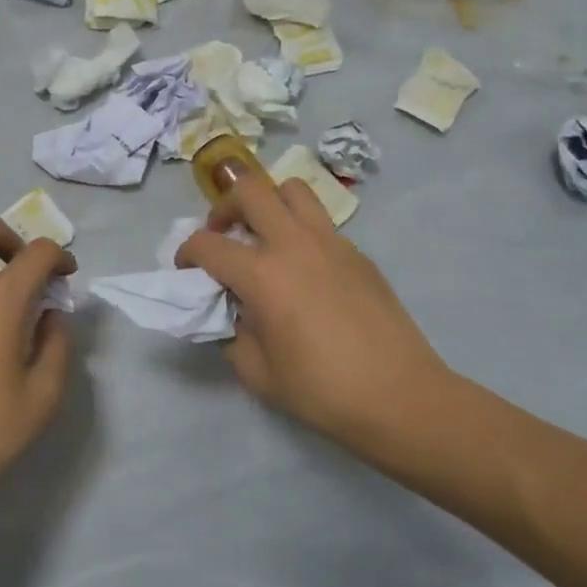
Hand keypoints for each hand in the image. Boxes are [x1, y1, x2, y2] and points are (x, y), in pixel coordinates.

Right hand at [176, 172, 452, 455]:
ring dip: (269, 203)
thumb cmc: (323, 391)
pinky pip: (320, 222)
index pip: (208, 244)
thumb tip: (234, 313)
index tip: (187, 269)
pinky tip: (306, 269)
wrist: (399, 396)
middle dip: (225, 206)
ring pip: (292, 190)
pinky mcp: (357, 252)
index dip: (187, 253)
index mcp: (263, 275)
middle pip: (250, 190)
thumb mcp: (259, 374)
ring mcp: (331, 242)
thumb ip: (234, 336)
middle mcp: (294, 244)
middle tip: (224, 234)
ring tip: (265, 235)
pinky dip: (301, 230)